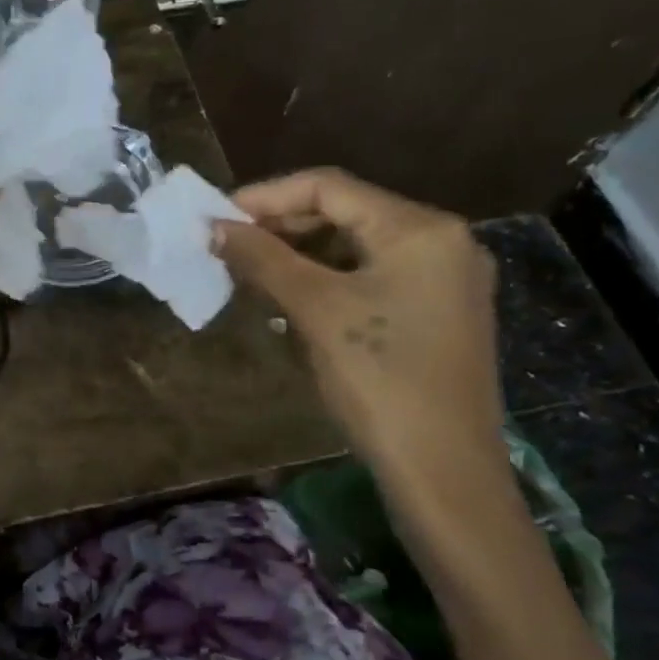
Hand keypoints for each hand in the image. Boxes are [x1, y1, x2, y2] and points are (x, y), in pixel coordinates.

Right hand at [214, 168, 502, 489]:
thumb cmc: (379, 380)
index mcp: (419, 229)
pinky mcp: (437, 312)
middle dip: (282, 227)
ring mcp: (444, 279)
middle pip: (345, 212)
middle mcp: (441, 241)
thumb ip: (263, 259)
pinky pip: (372, 277)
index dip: (266, 197)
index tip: (217, 218)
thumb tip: (214, 226)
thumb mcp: (316, 310)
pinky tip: (291, 302)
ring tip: (252, 274)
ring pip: (356, 246)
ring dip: (300, 255)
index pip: (329, 187)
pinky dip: (327, 280)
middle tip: (229, 247)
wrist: (443, 472)